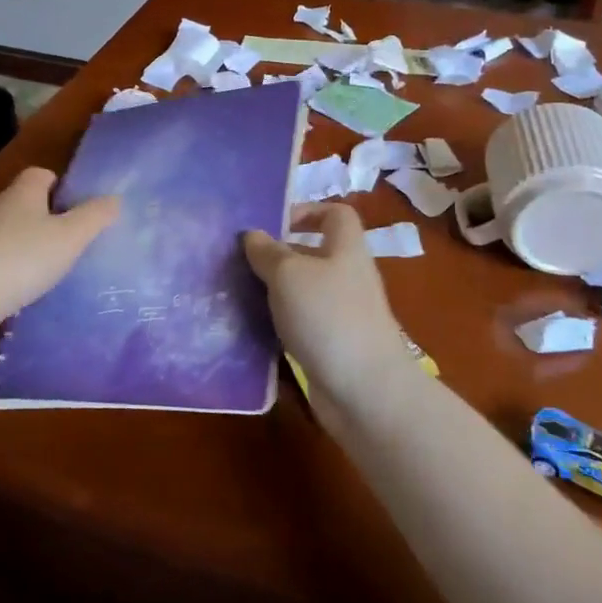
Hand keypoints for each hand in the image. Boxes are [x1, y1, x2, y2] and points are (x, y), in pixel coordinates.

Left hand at [0, 167, 118, 334]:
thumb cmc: (25, 257)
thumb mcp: (71, 236)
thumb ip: (95, 216)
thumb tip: (114, 199)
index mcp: (23, 191)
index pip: (41, 173)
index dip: (61, 185)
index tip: (78, 206)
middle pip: (26, 201)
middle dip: (47, 215)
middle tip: (72, 237)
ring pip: (11, 229)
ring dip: (29, 241)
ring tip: (52, 264)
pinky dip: (13, 264)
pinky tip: (26, 284)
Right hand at [243, 204, 411, 416]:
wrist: (364, 391)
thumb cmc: (328, 317)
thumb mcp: (289, 274)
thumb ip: (267, 252)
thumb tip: (252, 235)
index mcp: (346, 249)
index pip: (336, 214)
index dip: (307, 211)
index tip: (272, 224)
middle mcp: (347, 276)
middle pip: (314, 253)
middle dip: (278, 255)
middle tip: (240, 261)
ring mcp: (342, 313)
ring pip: (304, 291)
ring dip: (274, 291)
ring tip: (237, 293)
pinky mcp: (332, 345)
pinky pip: (302, 323)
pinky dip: (279, 323)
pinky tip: (252, 328)